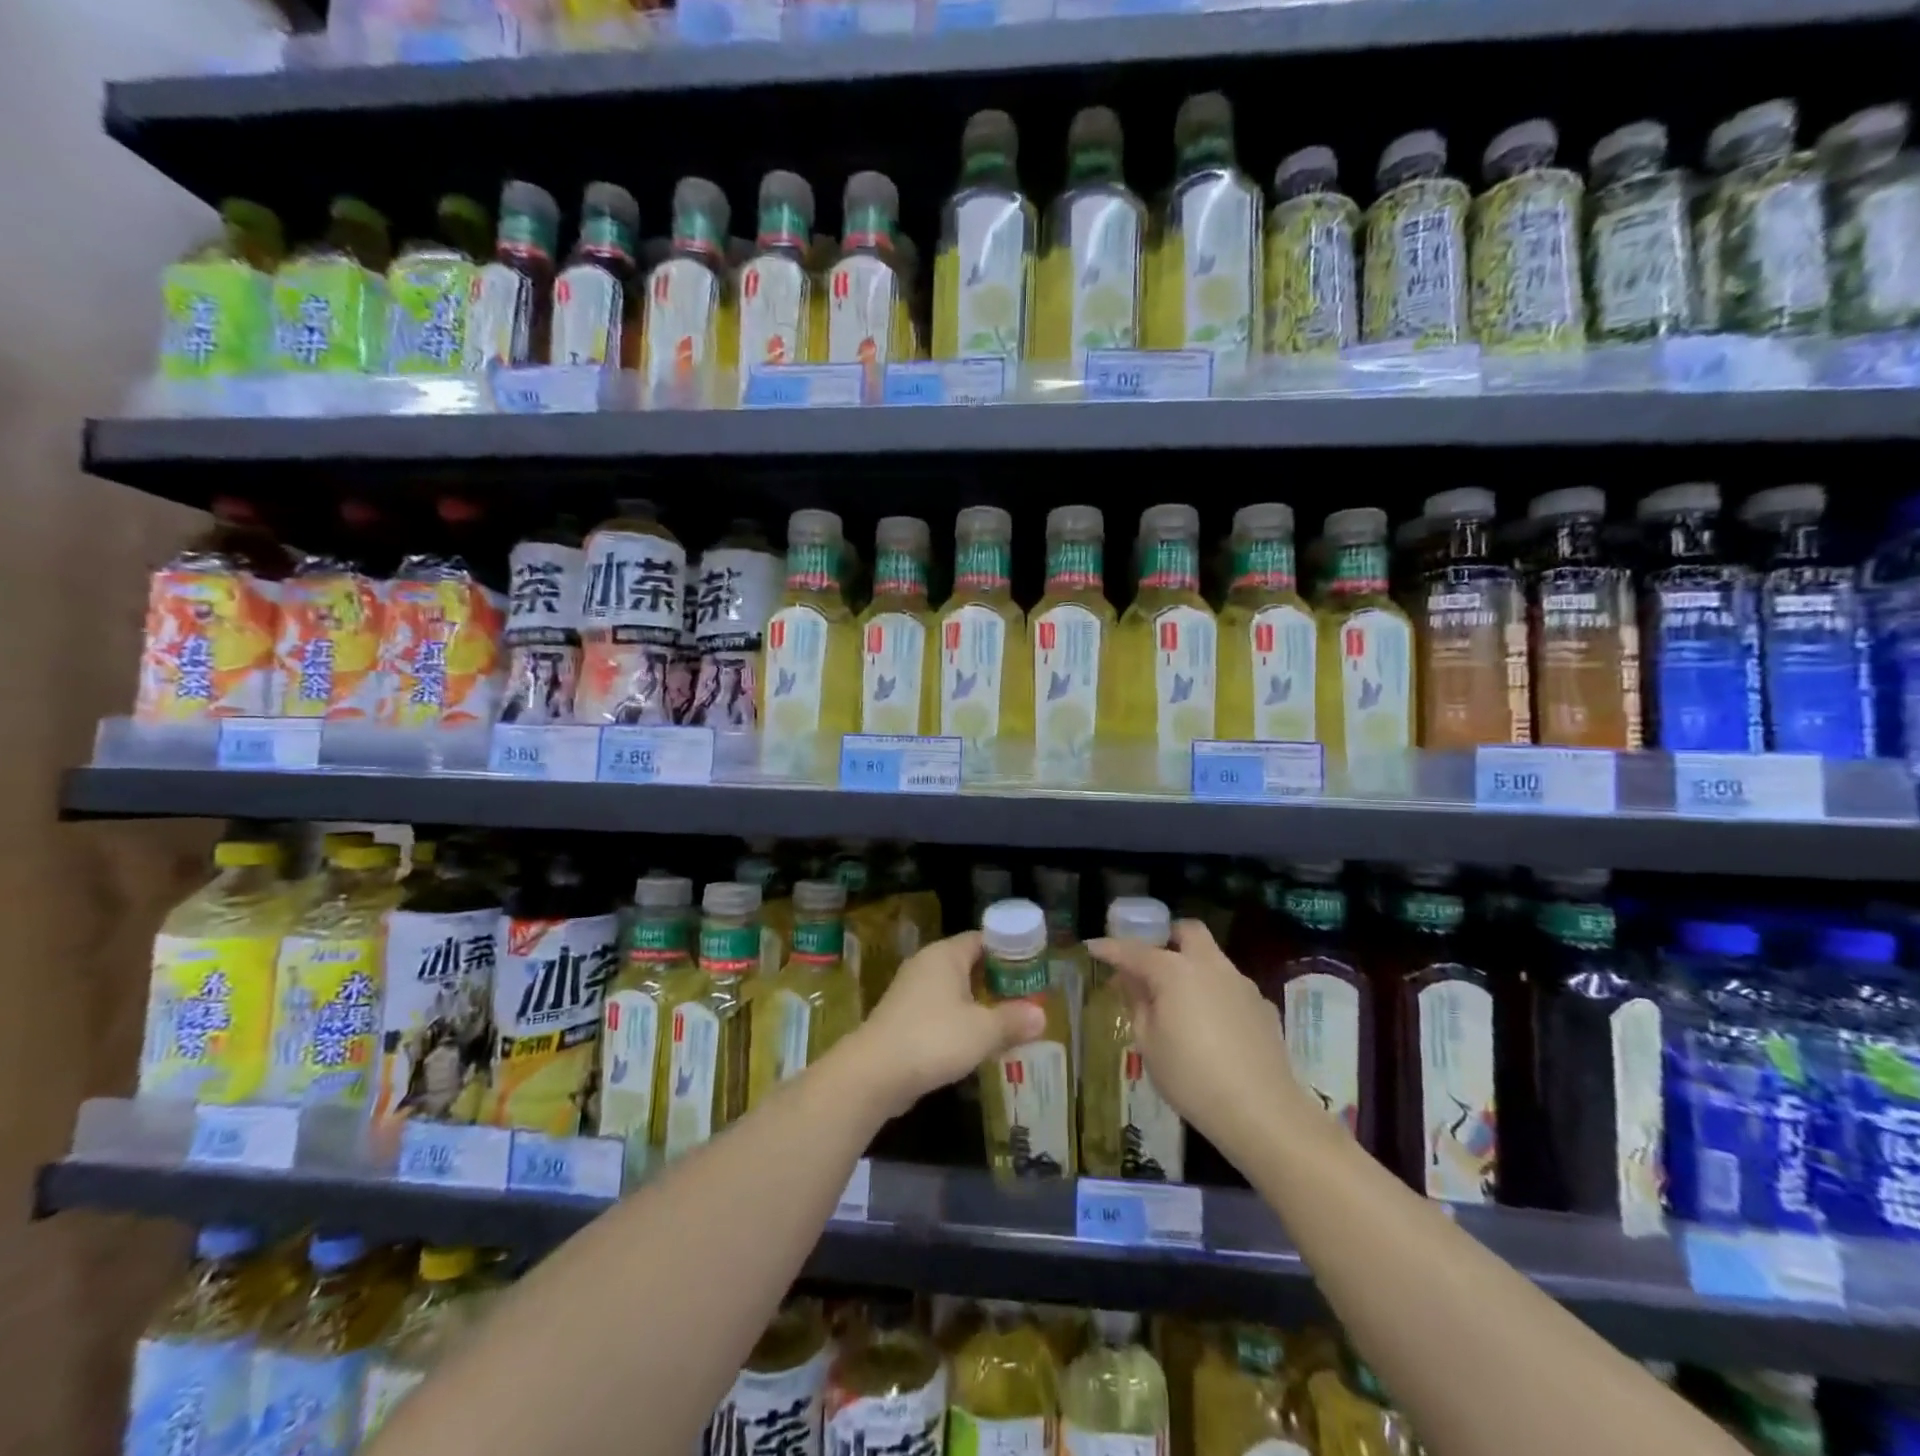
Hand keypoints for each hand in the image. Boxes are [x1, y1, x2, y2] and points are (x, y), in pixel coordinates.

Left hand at [842, 931, 1046, 1119]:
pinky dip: (961, 1022)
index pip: (983, 939)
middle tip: (1028, 998)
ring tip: (1010, 1023)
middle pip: (970, 965)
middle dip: (998, 982)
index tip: (1033, 969)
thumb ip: (1014, 1020)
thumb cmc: (934, 1039)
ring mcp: (912, 992)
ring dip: (980, 1005)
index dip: (1010, 951)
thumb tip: (1041, 1017)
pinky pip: (941, 1012)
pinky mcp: (904, 1019)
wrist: (874, 1074)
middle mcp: (927, 965)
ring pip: (955, 991)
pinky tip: (978, 1044)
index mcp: (945, 955)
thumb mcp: (983, 1031)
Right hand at [1085, 919, 1303, 1157]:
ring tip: (1178, 1000)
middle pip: (1187, 931)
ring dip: (1191, 966)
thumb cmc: (1191, 1078)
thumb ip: (1138, 1003)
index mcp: (1175, 971)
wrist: (1262, 1111)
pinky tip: (1211, 1025)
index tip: (1092, 947)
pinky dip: (1214, 993)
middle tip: (1149, 962)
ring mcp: (1241, 983)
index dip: (1110, 948)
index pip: (1134, 950)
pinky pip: (1231, 986)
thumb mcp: (1149, 1043)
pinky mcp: (1262, 1006)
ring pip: (1212, 957)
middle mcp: (1210, 966)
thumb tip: (1130, 980)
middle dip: (1165, 937)